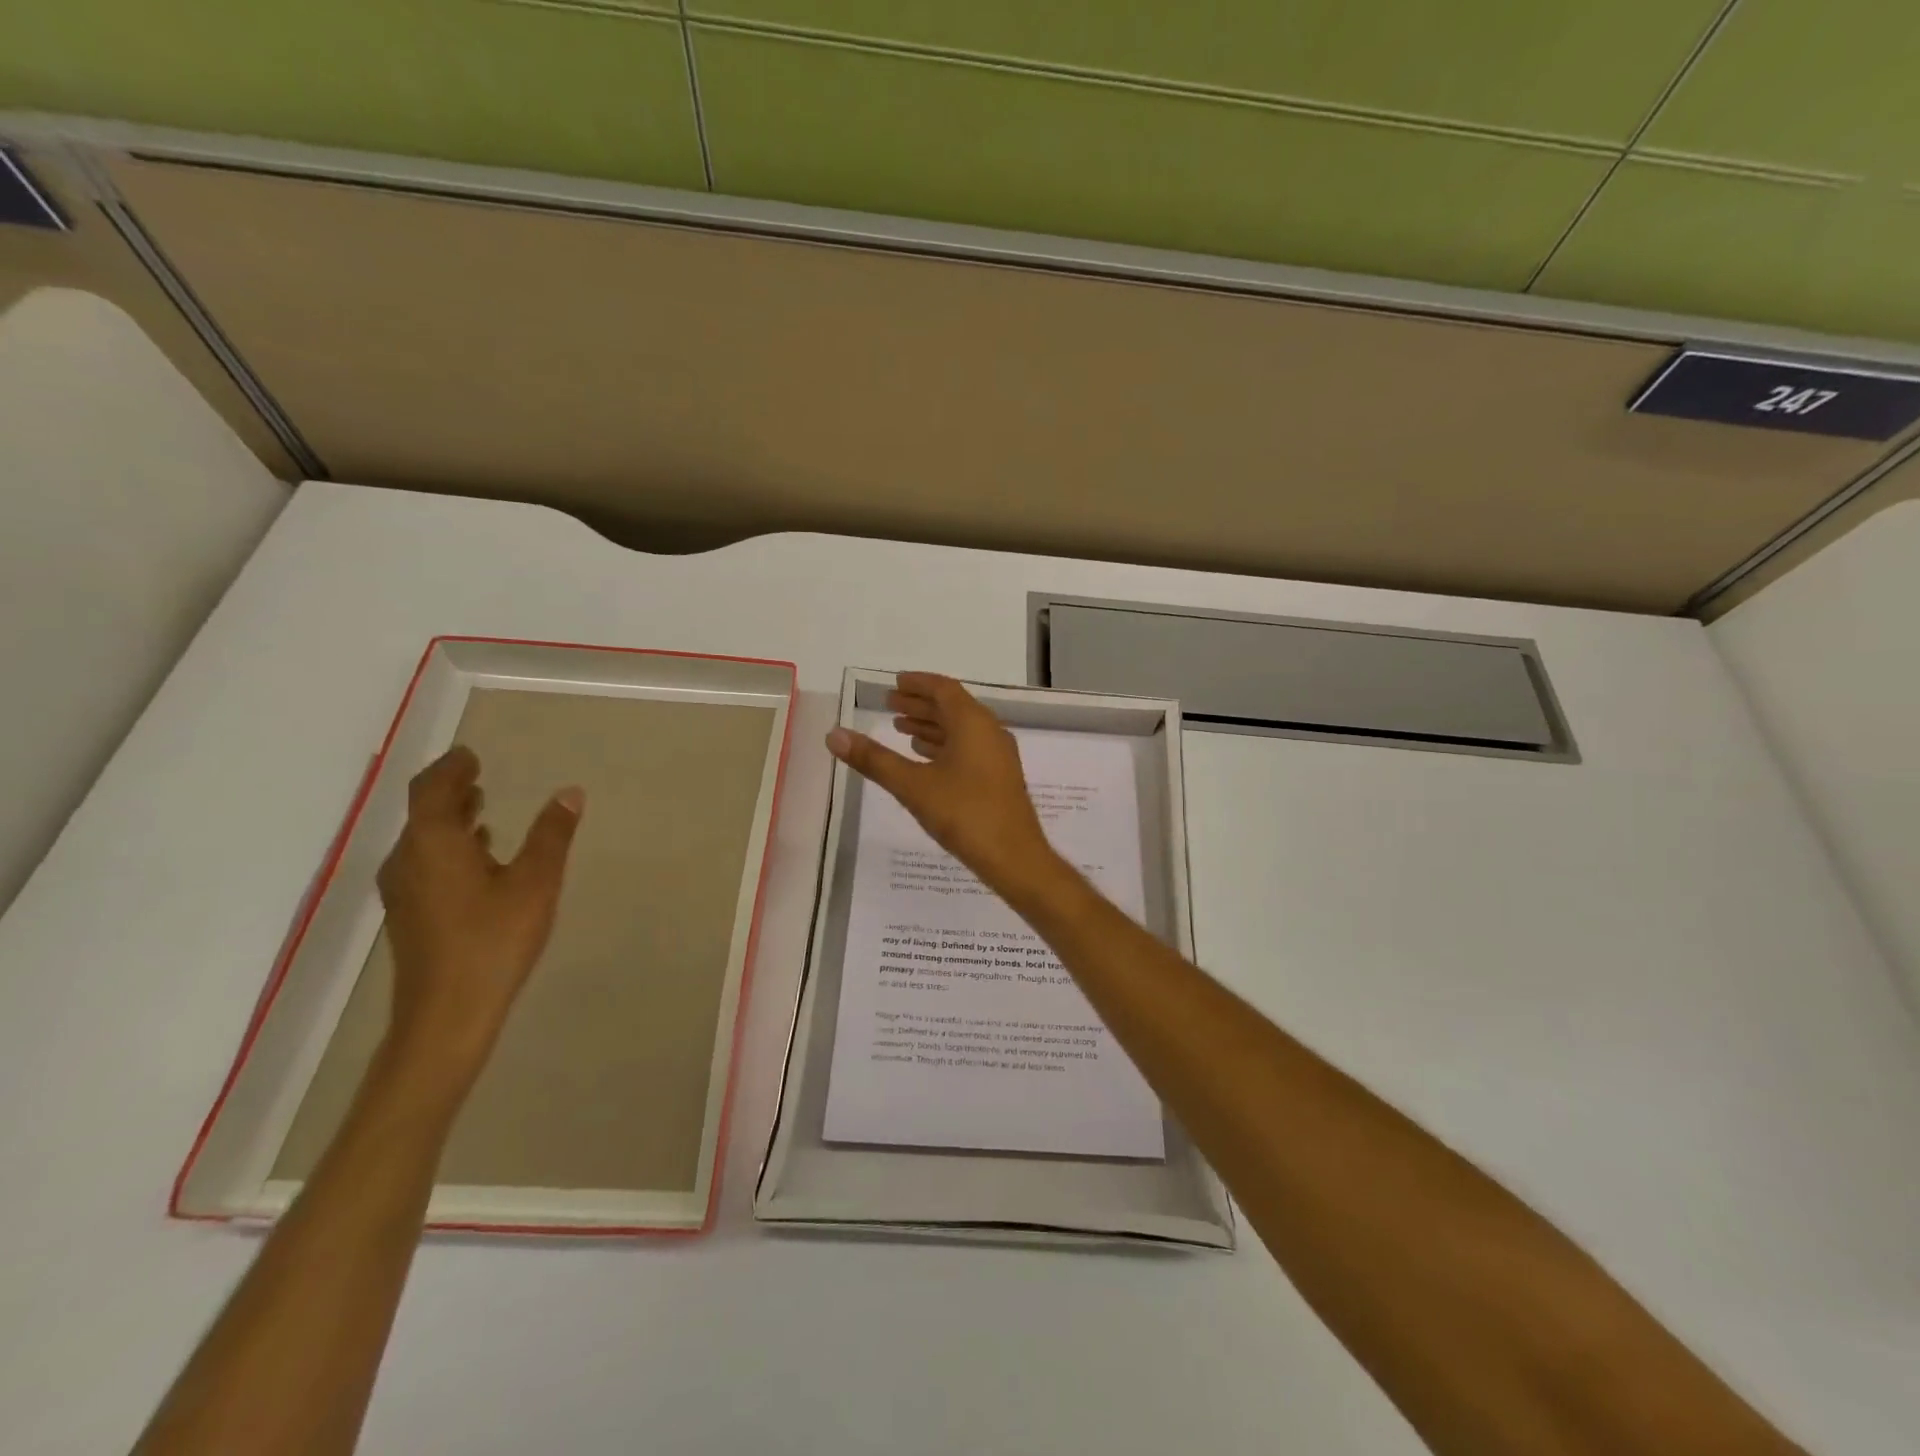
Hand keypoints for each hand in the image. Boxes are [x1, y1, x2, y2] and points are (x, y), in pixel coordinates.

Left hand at [375, 746, 583, 1085]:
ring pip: (423, 839)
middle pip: (424, 812)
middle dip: (450, 789)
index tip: (471, 754)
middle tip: (477, 774)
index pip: (433, 789)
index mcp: (434, 843)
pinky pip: (425, 862)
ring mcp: (404, 890)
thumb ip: (551, 834)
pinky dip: (449, 846)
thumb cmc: (493, 941)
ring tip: (481, 809)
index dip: (452, 768)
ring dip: (450, 818)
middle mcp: (408, 860)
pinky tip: (478, 859)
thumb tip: (569, 792)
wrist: (447, 1016)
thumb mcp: (536, 882)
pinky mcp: (411, 915)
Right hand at [826, 672, 1062, 896]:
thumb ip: (873, 759)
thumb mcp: (912, 785)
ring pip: (961, 730)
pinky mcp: (999, 778)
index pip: (944, 689)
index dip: (918, 684)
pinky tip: (926, 758)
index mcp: (973, 723)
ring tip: (900, 729)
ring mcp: (997, 756)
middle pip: (952, 708)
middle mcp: (989, 732)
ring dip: (931, 726)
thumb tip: (834, 735)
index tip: (895, 683)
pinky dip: (944, 746)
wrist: (1014, 857)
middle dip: (920, 704)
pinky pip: (968, 749)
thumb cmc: (964, 813)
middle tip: (890, 705)